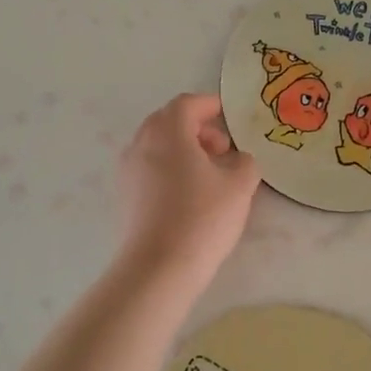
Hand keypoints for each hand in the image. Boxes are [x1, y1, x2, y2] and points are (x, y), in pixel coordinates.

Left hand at [118, 93, 260, 279]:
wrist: (158, 267)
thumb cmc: (202, 217)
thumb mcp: (239, 186)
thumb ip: (245, 163)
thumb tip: (238, 159)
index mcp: (168, 131)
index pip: (188, 103)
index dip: (211, 105)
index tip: (230, 115)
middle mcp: (141, 143)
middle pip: (169, 121)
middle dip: (198, 128)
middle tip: (222, 149)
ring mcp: (128, 170)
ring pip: (157, 145)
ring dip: (183, 149)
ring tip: (209, 174)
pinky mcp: (125, 195)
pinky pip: (149, 167)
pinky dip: (170, 168)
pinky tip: (190, 194)